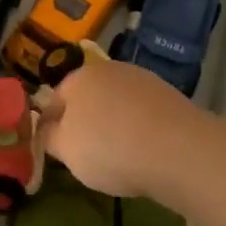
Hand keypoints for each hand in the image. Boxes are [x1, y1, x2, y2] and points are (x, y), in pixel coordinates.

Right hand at [38, 60, 208, 199]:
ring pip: (117, 104)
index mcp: (77, 78)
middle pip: (88, 98)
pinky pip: (143, 113)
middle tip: (89, 155)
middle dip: (86, 122)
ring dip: (115, 124)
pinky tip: (146, 151)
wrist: (177, 149)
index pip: (54, 100)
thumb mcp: (66, 150)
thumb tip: (47, 129)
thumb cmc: (109, 148)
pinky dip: (140, 128)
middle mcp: (108, 69)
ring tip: (121, 156)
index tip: (59, 151)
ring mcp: (142, 79)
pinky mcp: (169, 95)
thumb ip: (49, 137)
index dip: (53, 126)